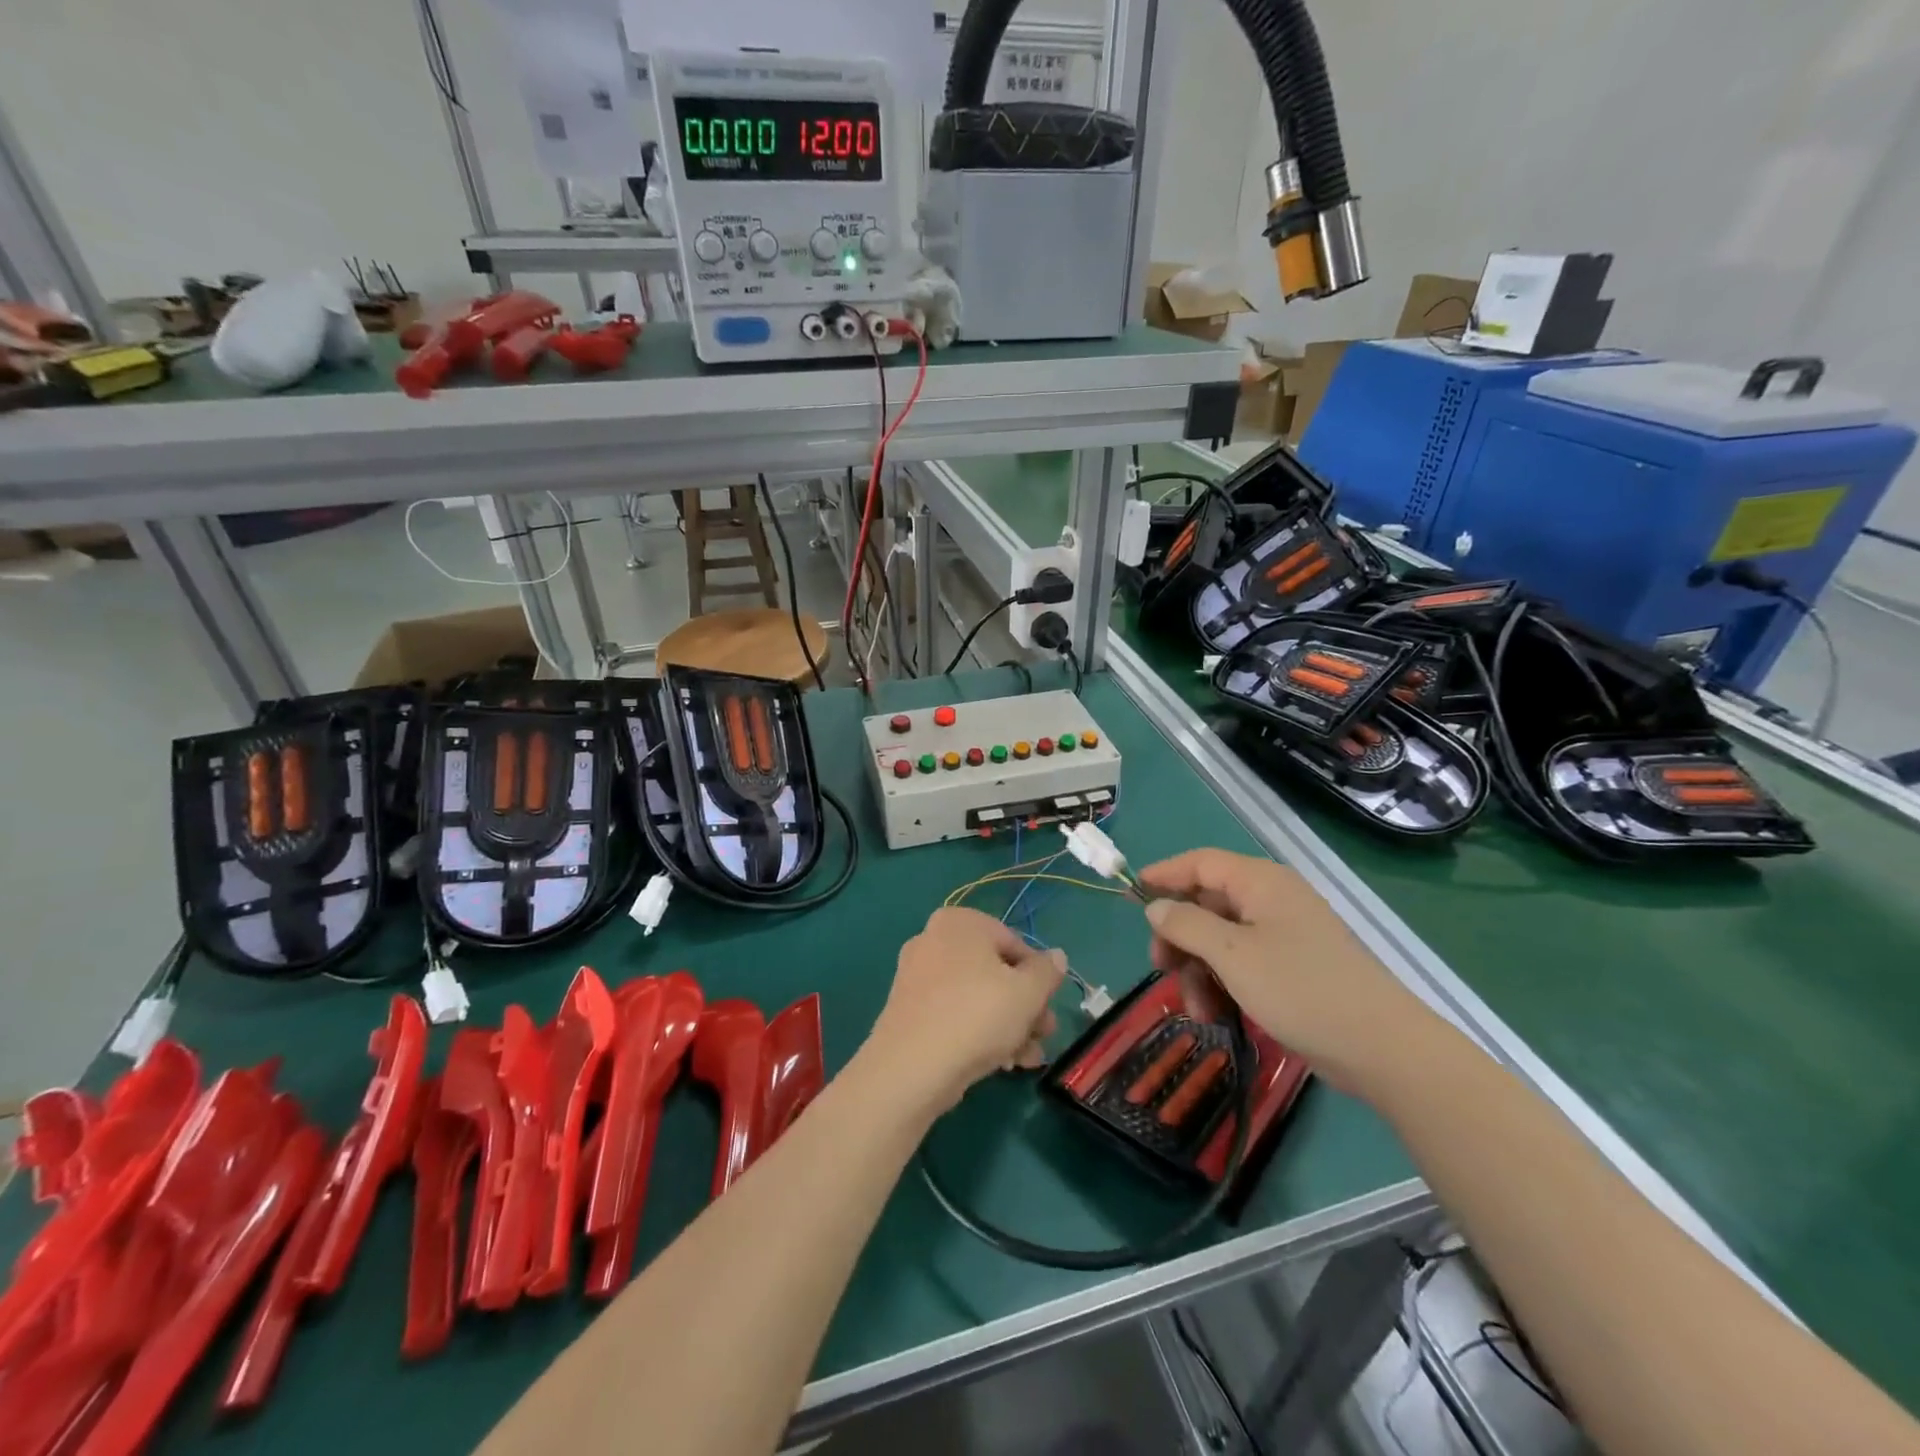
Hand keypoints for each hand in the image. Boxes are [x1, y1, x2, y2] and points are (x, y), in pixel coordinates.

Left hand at [865, 907, 1065, 1112]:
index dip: (1038, 977)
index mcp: (960, 922)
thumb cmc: (977, 1015)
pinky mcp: (908, 1010)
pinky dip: (978, 1032)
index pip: (1014, 943)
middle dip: (1025, 1006)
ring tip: (1027, 1059)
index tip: (1049, 1007)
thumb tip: (1056, 956)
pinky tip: (1000, 1064)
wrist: (912, 1068)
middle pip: (995, 971)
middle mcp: (934, 939)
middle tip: (1043, 1035)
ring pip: (976, 996)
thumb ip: (1047, 971)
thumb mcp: (1027, 992)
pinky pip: (953, 1013)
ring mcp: (917, 975)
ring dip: (1008, 1025)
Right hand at [1137, 848, 1432, 1092]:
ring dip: (1199, 971)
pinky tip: (1217, 1015)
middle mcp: (1271, 900)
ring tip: (1197, 1009)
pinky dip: (1223, 985)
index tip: (1131, 895)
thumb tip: (1156, 907)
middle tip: (1162, 968)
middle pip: (1207, 904)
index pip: (1200, 863)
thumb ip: (1186, 925)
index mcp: (1260, 883)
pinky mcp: (1292, 968)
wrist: (1381, 1048)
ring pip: (1221, 940)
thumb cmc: (1301, 989)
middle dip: (1180, 937)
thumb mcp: (1232, 955)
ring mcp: (1284, 935)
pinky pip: (1242, 964)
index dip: (1164, 875)